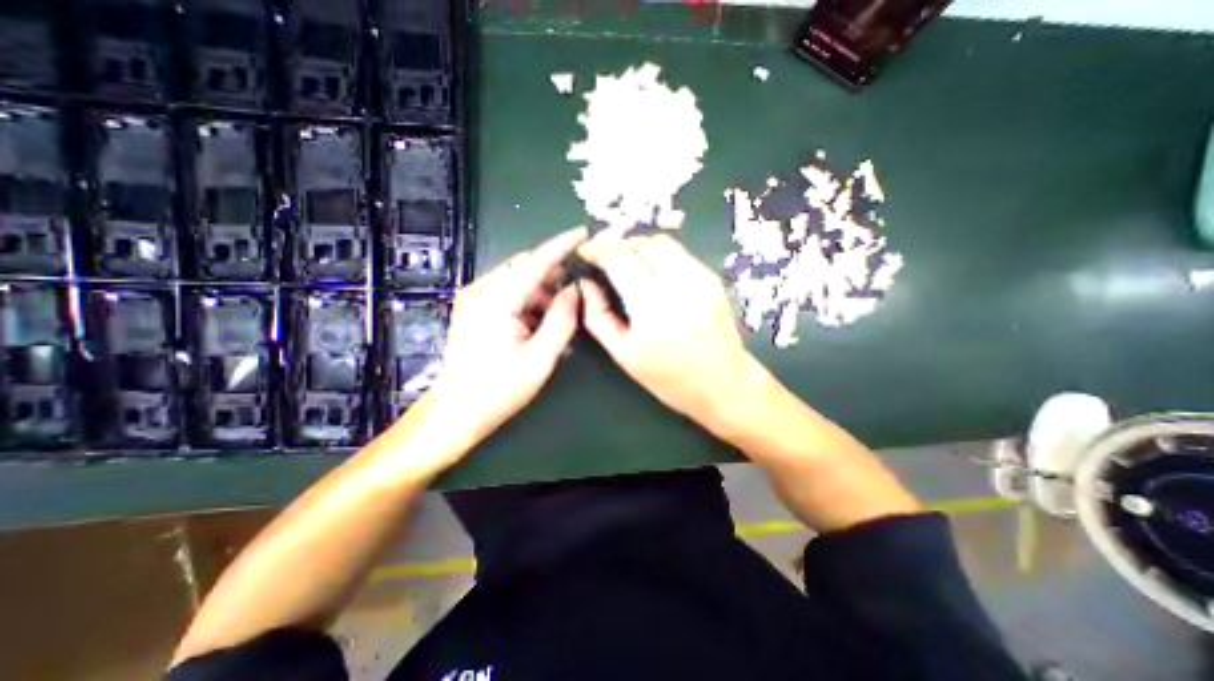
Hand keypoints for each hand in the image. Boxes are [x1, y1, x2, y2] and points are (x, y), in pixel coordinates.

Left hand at [424, 228, 586, 449]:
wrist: (457, 410)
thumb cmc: (498, 389)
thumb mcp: (540, 358)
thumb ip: (561, 321)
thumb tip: (573, 291)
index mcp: (496, 299)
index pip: (535, 262)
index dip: (561, 245)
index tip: (583, 232)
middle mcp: (481, 290)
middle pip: (525, 267)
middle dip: (554, 274)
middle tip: (578, 289)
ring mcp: (474, 298)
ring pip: (517, 280)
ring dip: (542, 291)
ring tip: (560, 315)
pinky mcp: (474, 308)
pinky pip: (508, 293)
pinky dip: (529, 301)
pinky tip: (540, 322)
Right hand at [578, 229, 765, 429]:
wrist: (723, 384)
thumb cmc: (668, 378)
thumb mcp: (623, 354)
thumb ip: (598, 316)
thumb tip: (586, 284)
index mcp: (652, 306)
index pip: (619, 258)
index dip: (597, 248)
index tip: (584, 251)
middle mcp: (678, 284)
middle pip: (641, 244)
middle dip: (616, 244)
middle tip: (603, 257)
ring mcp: (700, 278)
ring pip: (662, 242)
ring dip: (638, 246)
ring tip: (625, 261)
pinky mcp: (712, 278)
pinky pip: (679, 253)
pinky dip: (659, 254)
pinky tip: (652, 271)